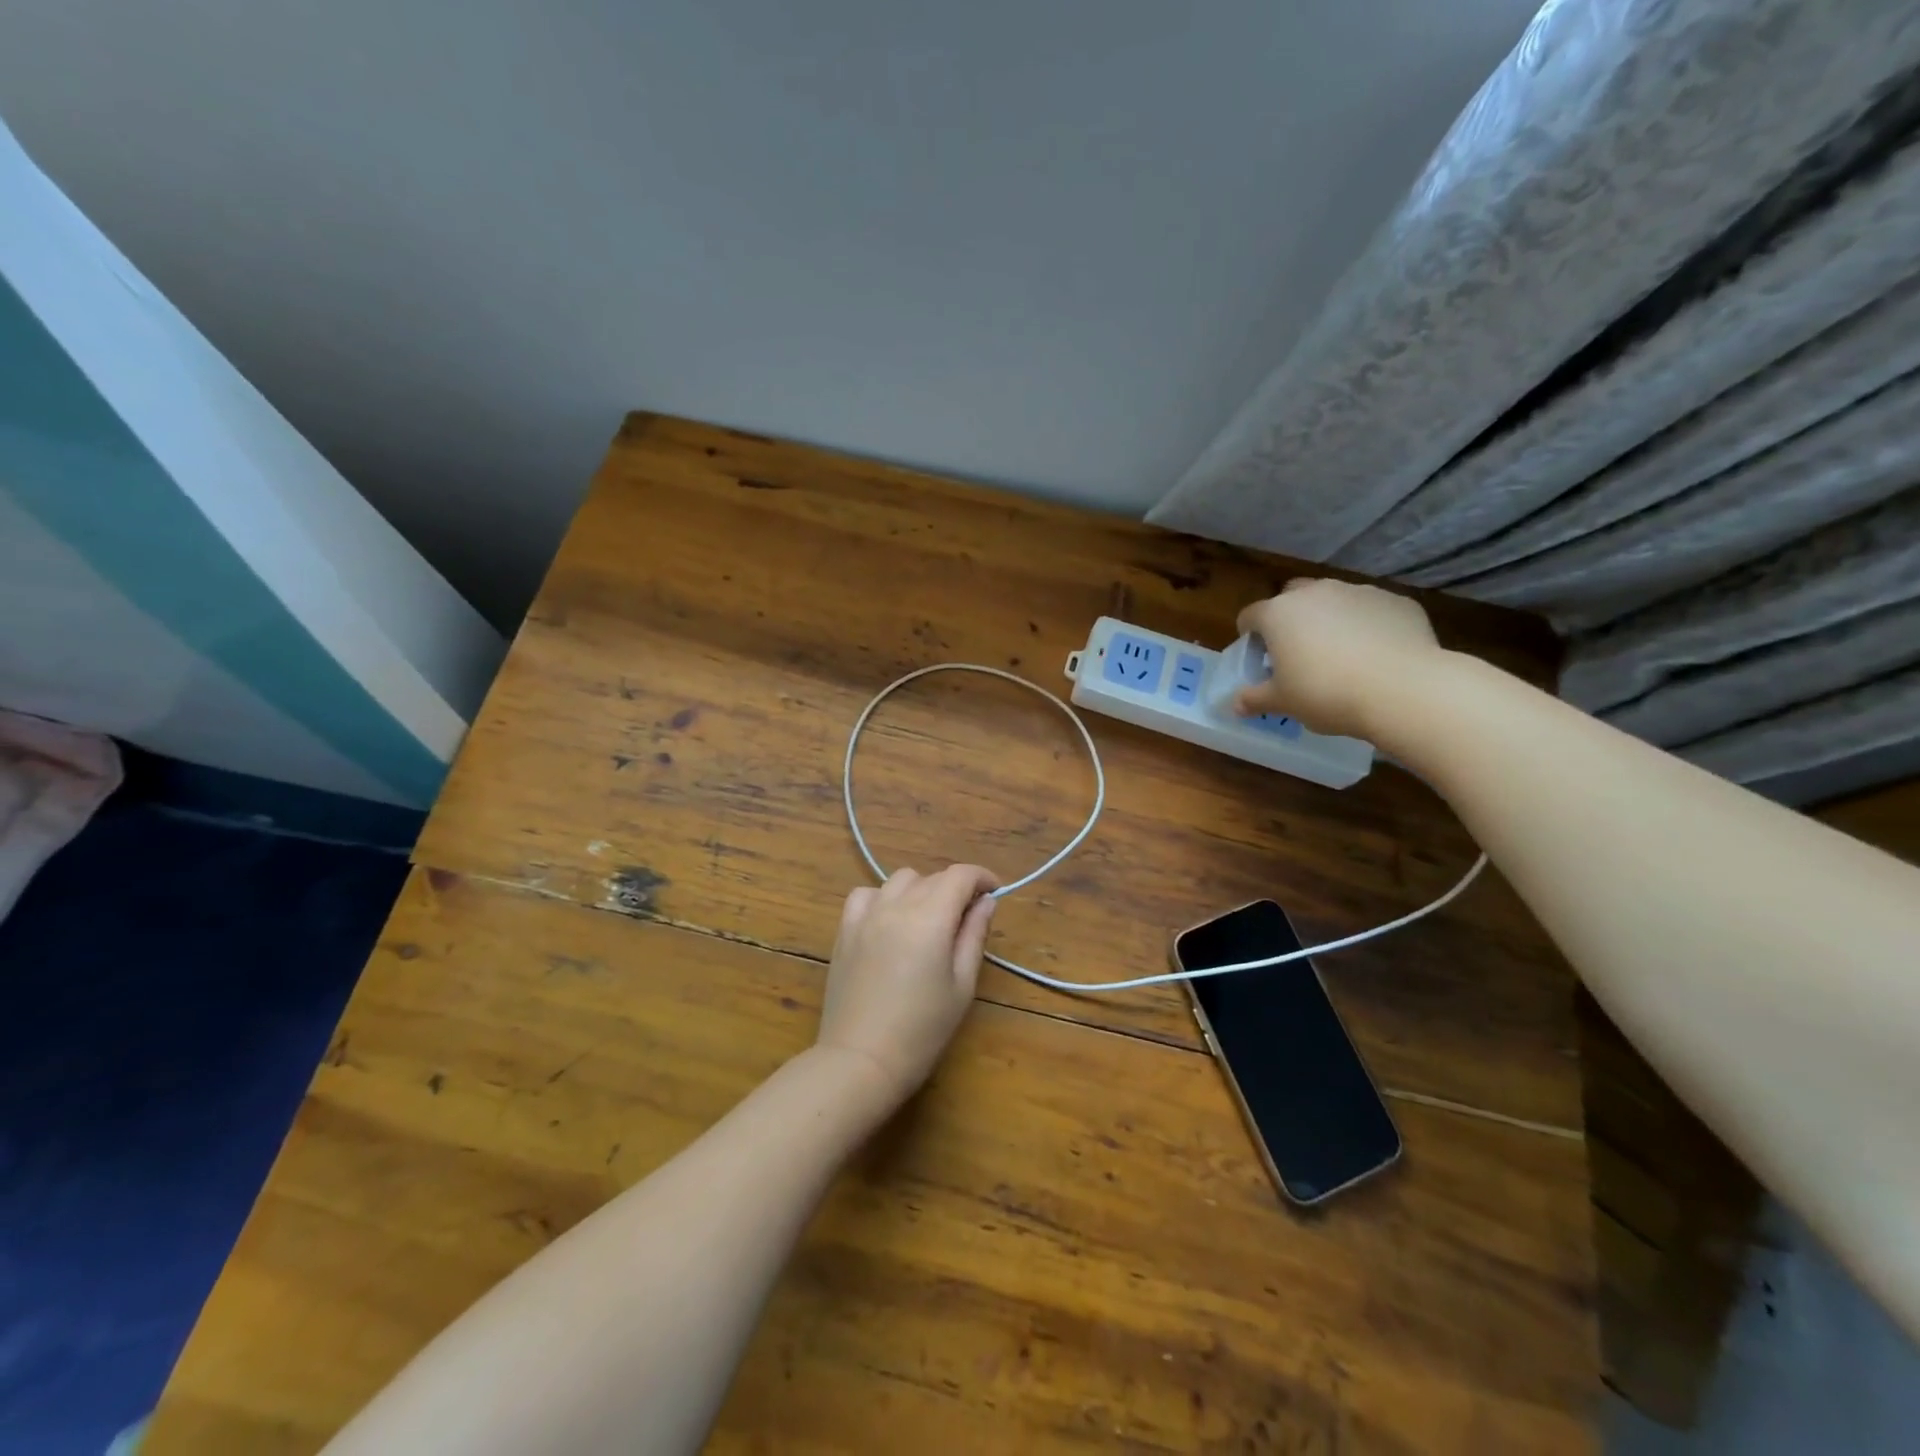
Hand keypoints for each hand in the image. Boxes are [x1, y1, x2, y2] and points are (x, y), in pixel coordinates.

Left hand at [814, 865, 999, 1109]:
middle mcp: (896, 905)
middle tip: (966, 918)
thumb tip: (986, 901)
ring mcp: (866, 915)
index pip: (960, 876)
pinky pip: (865, 895)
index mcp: (930, 917)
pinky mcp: (845, 930)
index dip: (982, 877)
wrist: (861, 1060)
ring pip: (899, 880)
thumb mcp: (962, 985)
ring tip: (928, 919)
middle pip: (932, 877)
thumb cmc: (922, 1030)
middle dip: (955, 888)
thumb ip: (974, 935)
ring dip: (921, 889)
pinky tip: (889, 921)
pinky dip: (883, 898)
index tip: (994, 892)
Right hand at [1234, 578, 1443, 739]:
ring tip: (1340, 655)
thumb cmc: (1326, 693)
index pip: (1250, 616)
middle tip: (1296, 653)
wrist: (1403, 689)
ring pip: (1334, 601)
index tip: (1258, 658)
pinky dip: (1367, 626)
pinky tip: (1375, 656)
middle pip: (1291, 598)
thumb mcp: (1283, 702)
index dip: (1249, 637)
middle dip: (1289, 619)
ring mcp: (1359, 592)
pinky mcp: (1396, 601)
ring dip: (1329, 620)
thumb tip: (1235, 704)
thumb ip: (1255, 699)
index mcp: (1279, 614)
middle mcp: (1316, 592)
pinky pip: (1371, 611)